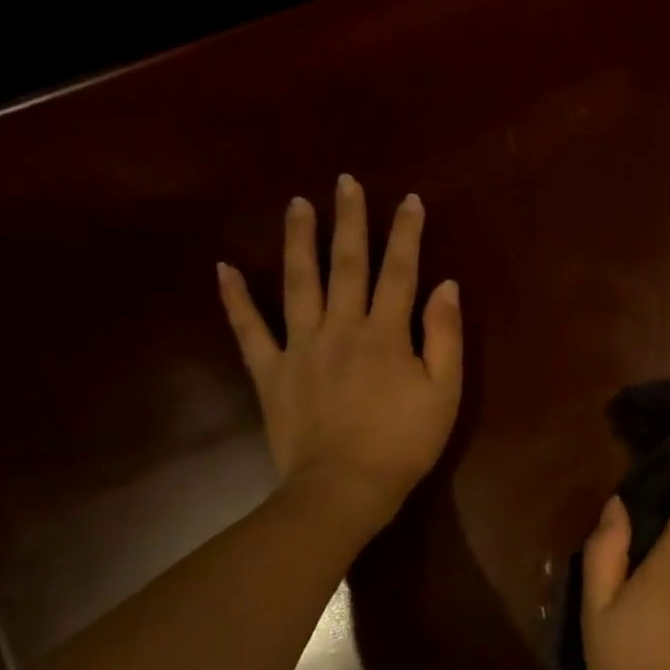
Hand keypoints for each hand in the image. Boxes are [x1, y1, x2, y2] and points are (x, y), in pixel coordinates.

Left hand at [217, 175, 462, 535]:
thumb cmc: (404, 442)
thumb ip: (444, 337)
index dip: (406, 234)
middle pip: (346, 265)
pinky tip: (224, 268)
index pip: (399, 272)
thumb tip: (445, 286)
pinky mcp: (271, 371)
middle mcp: (341, 327)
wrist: (344, 487)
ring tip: (296, 204)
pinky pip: (248, 329)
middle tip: (345, 182)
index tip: (409, 200)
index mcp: (386, 333)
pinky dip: (235, 299)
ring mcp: (300, 346)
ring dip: (298, 240)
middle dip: (349, 221)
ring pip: (298, 283)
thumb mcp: (444, 392)